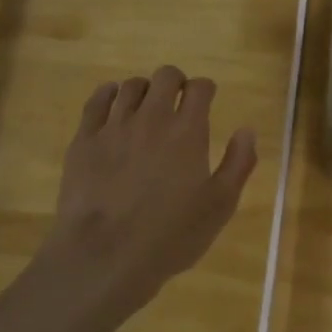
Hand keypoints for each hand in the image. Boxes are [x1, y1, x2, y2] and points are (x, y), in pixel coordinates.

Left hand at [42, 66, 257, 311]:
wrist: (104, 255)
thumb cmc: (170, 236)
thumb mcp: (219, 207)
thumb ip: (238, 164)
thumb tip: (247, 131)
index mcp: (188, 132)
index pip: (200, 88)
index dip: (206, 89)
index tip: (206, 100)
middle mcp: (152, 118)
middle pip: (165, 76)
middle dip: (176, 82)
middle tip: (178, 101)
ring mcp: (114, 126)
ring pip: (130, 86)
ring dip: (144, 90)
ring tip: (146, 108)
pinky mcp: (84, 140)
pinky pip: (96, 101)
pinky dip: (109, 94)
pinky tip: (113, 104)